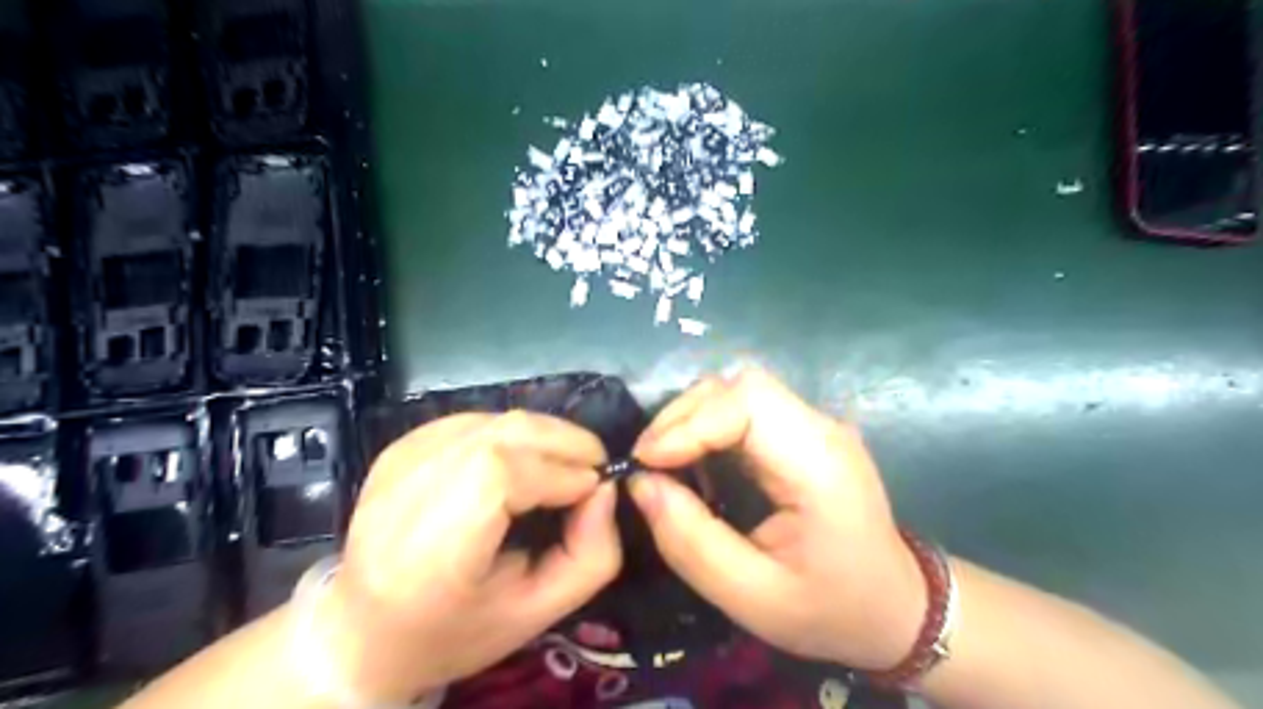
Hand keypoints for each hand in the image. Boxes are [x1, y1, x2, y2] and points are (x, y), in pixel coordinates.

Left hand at [307, 413, 620, 700]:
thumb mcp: (535, 614)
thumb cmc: (454, 632)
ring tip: (564, 464)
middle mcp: (405, 491)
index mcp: (430, 551)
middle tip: (592, 465)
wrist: (363, 630)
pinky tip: (522, 461)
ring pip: (493, 420)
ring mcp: (399, 461)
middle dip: (563, 440)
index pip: (502, 475)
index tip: (594, 488)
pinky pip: (475, 421)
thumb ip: (589, 556)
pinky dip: (513, 433)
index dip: (559, 471)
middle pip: (501, 433)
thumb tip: (604, 489)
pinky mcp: (401, 447)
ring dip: (543, 434)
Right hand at [626, 368, 925, 673]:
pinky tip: (693, 458)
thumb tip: (640, 484)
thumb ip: (691, 542)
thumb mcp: (753, 598)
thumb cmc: (831, 610)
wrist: (897, 607)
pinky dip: (709, 425)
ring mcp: (816, 426)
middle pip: (741, 386)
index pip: (748, 402)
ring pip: (740, 390)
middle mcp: (821, 429)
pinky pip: (747, 409)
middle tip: (648, 461)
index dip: (689, 423)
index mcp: (819, 464)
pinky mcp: (804, 433)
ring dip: (693, 417)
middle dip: (684, 415)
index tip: (647, 462)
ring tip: (662, 460)